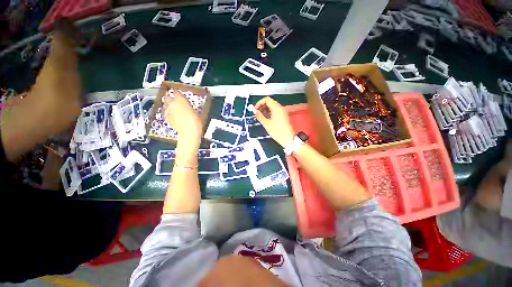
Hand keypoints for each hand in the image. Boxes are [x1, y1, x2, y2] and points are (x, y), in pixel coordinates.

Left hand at [163, 89, 202, 146]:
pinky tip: (174, 115)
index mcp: (180, 99)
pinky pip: (167, 112)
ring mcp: (168, 110)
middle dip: (171, 98)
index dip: (177, 93)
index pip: (176, 92)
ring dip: (170, 105)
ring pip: (166, 105)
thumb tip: (185, 104)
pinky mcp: (166, 117)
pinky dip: (169, 112)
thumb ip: (187, 105)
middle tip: (176, 100)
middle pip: (168, 97)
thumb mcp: (195, 110)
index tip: (179, 93)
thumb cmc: (195, 121)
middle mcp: (172, 103)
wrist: (189, 132)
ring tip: (176, 109)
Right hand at [254, 97, 294, 146]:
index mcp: (276, 108)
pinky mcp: (283, 116)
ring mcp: (282, 112)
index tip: (255, 109)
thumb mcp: (266, 124)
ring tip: (260, 117)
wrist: (288, 138)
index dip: (259, 103)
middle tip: (257, 113)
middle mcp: (280, 108)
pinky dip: (269, 112)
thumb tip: (255, 111)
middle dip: (262, 106)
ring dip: (265, 109)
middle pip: (270, 102)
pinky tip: (266, 119)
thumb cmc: (277, 131)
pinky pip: (275, 111)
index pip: (267, 99)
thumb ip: (260, 116)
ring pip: (272, 106)